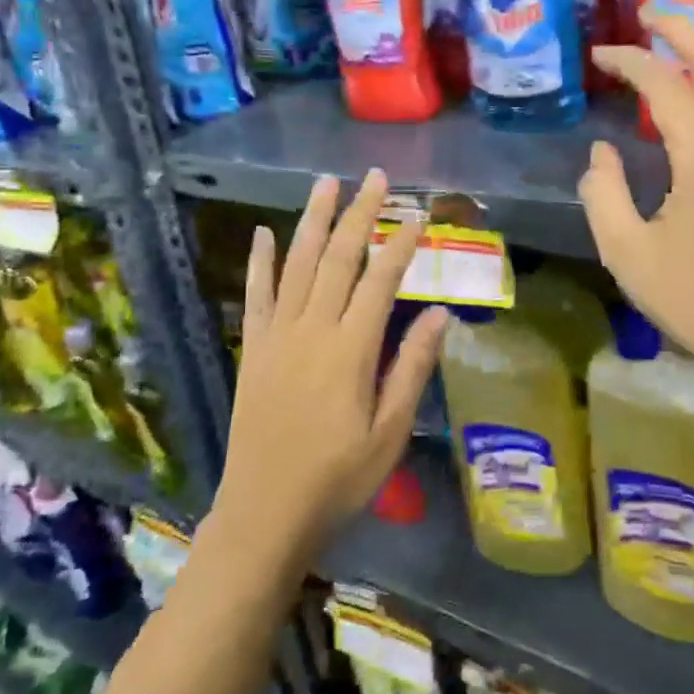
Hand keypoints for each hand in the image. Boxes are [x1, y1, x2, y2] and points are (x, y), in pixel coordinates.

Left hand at [215, 170, 445, 569]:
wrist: (264, 514)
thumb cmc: (338, 479)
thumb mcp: (389, 432)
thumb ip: (412, 368)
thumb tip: (439, 313)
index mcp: (350, 351)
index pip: (380, 281)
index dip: (401, 244)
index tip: (418, 214)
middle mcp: (311, 331)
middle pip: (338, 259)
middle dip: (359, 214)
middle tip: (376, 178)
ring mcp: (277, 337)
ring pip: (297, 265)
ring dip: (313, 221)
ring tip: (326, 183)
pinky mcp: (254, 349)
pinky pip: (256, 295)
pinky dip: (261, 262)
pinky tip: (265, 233)